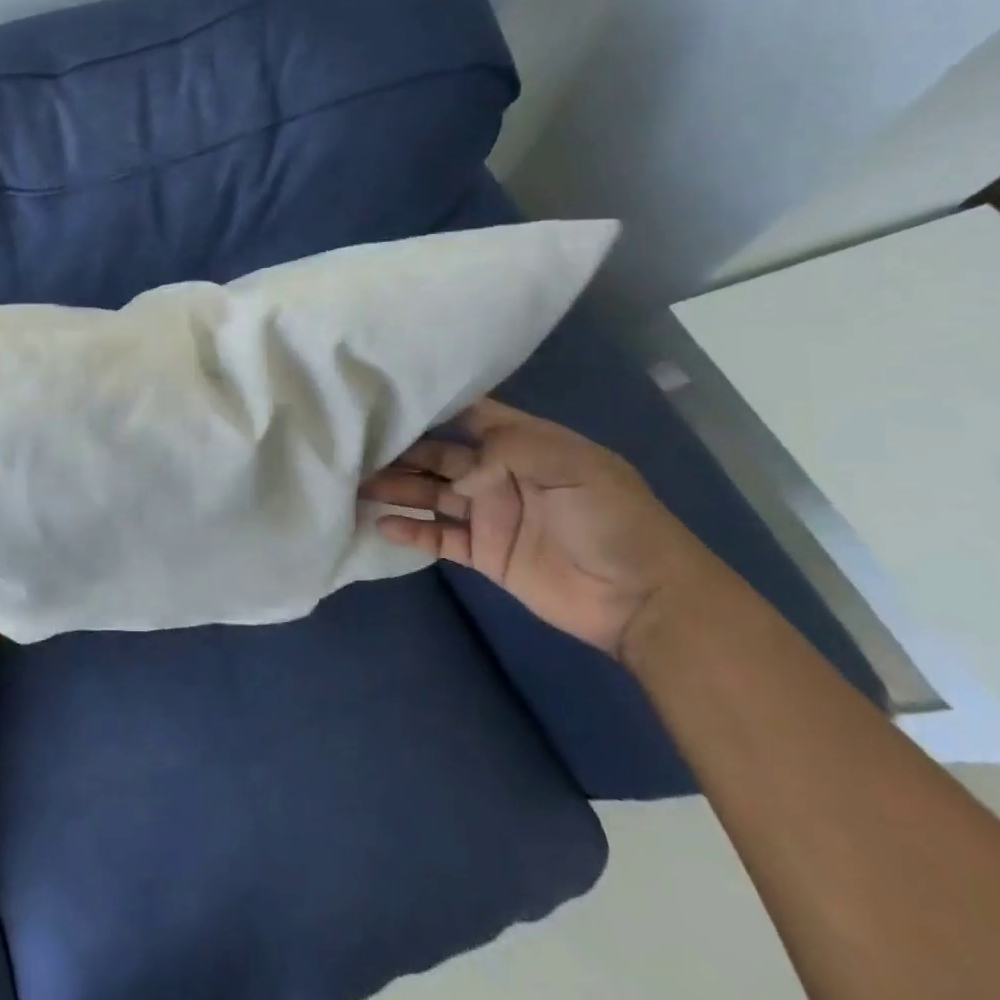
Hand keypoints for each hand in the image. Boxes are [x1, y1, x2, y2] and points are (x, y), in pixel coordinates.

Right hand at [360, 398, 716, 659]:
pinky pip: (438, 537)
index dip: (432, 406)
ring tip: (355, 483)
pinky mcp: (483, 554)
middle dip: (400, 450)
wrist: (644, 599)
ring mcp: (488, 515)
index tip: (388, 400)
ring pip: (430, 493)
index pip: (469, 415)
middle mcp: (498, 474)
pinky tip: (380, 523)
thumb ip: (509, 452)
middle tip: (355, 447)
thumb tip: (456, 473)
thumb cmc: (614, 521)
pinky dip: (409, 531)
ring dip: (396, 488)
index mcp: (522, 444)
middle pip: (438, 455)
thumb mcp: (574, 467)